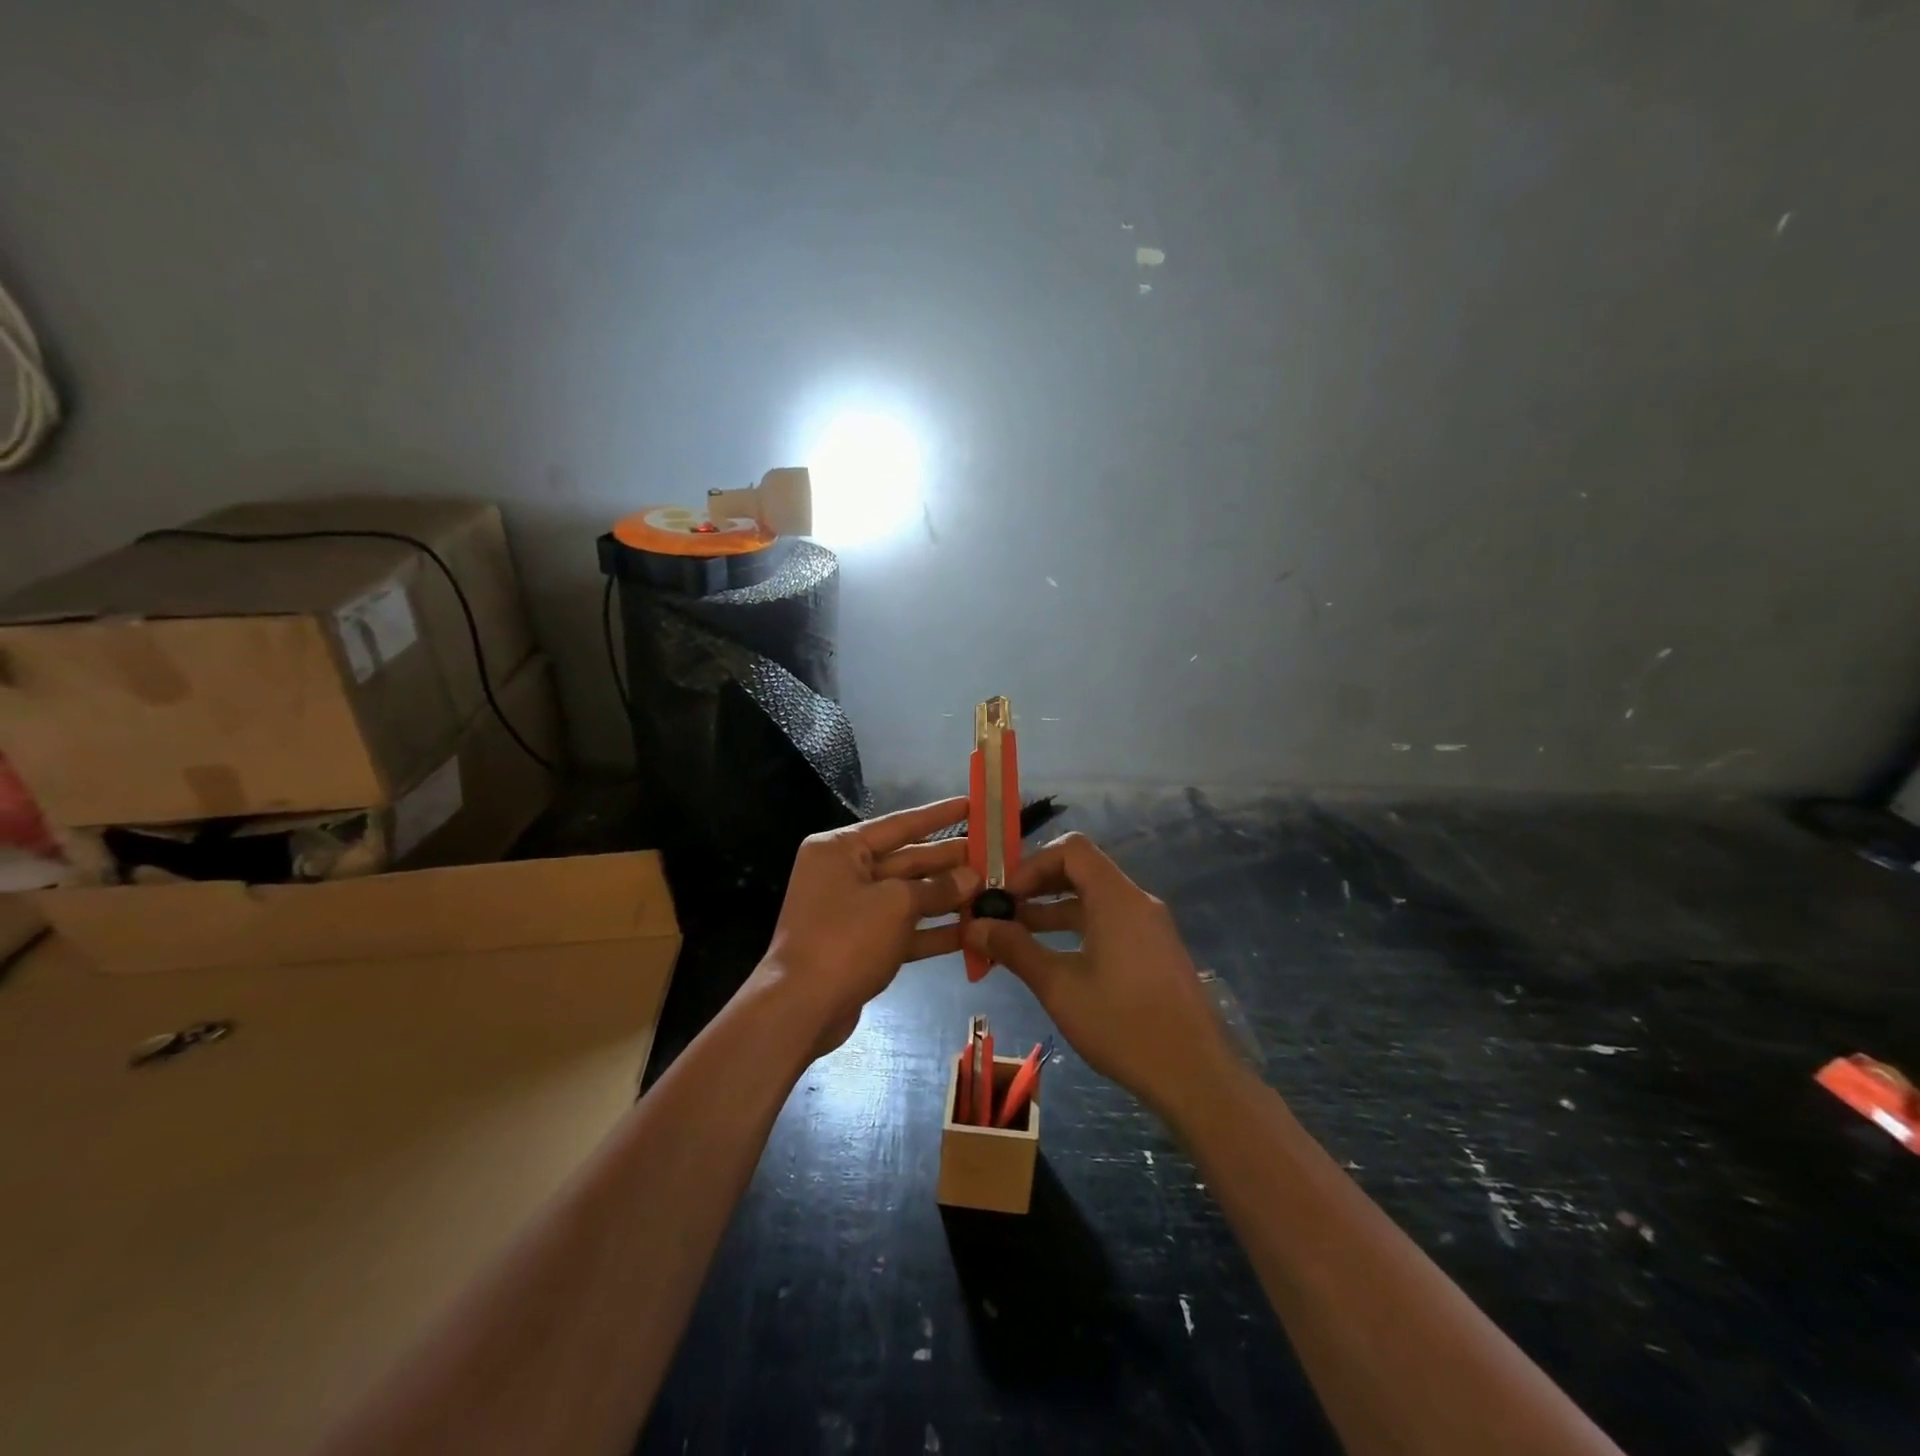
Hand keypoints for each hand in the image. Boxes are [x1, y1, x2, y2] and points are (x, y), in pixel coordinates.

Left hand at [760, 798, 979, 1056]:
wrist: (801, 1008)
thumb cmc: (845, 939)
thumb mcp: (896, 904)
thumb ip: (937, 888)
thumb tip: (972, 878)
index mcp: (840, 849)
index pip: (899, 824)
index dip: (939, 815)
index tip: (973, 805)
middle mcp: (844, 873)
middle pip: (907, 860)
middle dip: (949, 861)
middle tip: (994, 856)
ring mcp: (853, 911)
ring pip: (909, 896)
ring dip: (948, 897)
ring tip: (993, 891)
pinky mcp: (863, 945)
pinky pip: (904, 929)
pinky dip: (934, 930)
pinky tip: (973, 930)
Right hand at [963, 832, 1235, 1117]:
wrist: (1195, 1075)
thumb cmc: (1122, 1024)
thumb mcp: (1059, 986)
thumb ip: (1015, 949)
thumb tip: (974, 926)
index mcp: (1116, 898)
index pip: (1072, 849)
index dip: (1032, 864)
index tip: (1005, 895)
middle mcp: (1136, 902)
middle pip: (1082, 871)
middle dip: (1038, 887)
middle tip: (1001, 912)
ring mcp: (1150, 927)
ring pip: (1094, 900)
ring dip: (1053, 911)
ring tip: (1014, 936)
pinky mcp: (1154, 952)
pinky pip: (1109, 922)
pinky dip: (1077, 929)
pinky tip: (1052, 959)